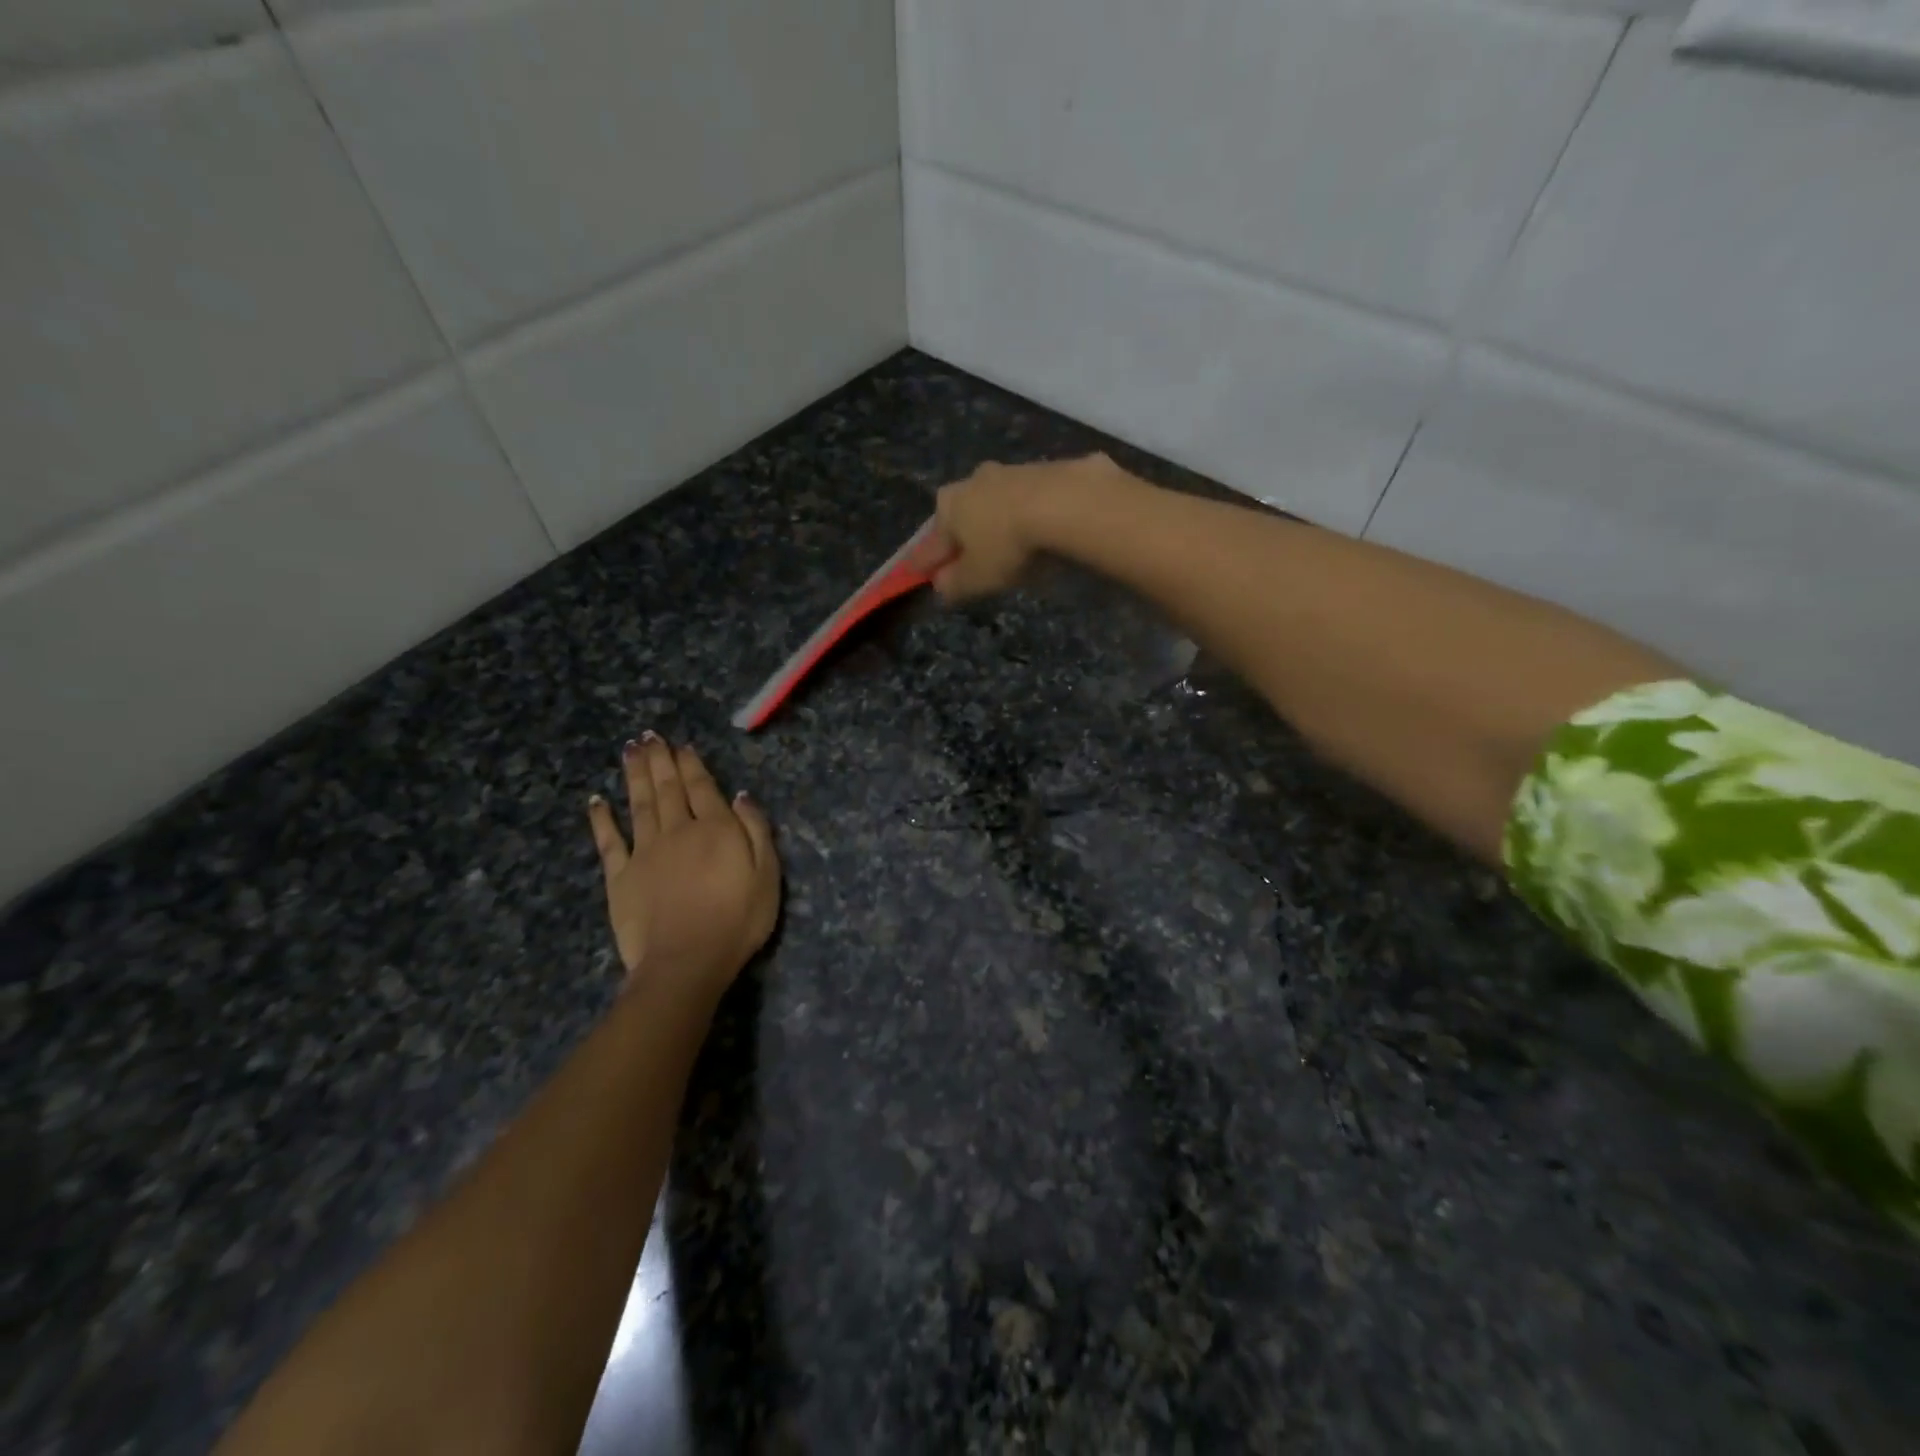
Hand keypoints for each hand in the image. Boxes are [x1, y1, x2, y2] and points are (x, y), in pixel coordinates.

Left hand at [586, 735, 779, 994]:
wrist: (687, 961)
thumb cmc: (738, 920)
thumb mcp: (767, 874)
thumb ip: (756, 831)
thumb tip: (740, 796)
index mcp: (715, 829)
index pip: (702, 787)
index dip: (691, 764)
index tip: (682, 745)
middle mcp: (678, 831)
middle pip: (668, 788)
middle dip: (660, 760)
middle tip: (650, 736)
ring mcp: (645, 852)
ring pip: (639, 804)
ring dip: (635, 776)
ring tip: (630, 750)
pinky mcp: (620, 877)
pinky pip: (608, 841)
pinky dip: (601, 819)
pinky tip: (596, 800)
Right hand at [924, 454, 1125, 600]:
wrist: (1066, 502)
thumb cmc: (1008, 544)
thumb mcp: (977, 578)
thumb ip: (954, 584)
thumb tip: (941, 586)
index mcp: (948, 506)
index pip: (930, 544)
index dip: (927, 564)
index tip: (924, 575)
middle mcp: (973, 480)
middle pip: (964, 516)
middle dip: (966, 538)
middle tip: (974, 562)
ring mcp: (1011, 470)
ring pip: (998, 504)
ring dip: (1001, 523)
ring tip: (1014, 548)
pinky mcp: (1046, 468)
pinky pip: (1031, 500)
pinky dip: (1032, 515)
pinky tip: (1044, 532)